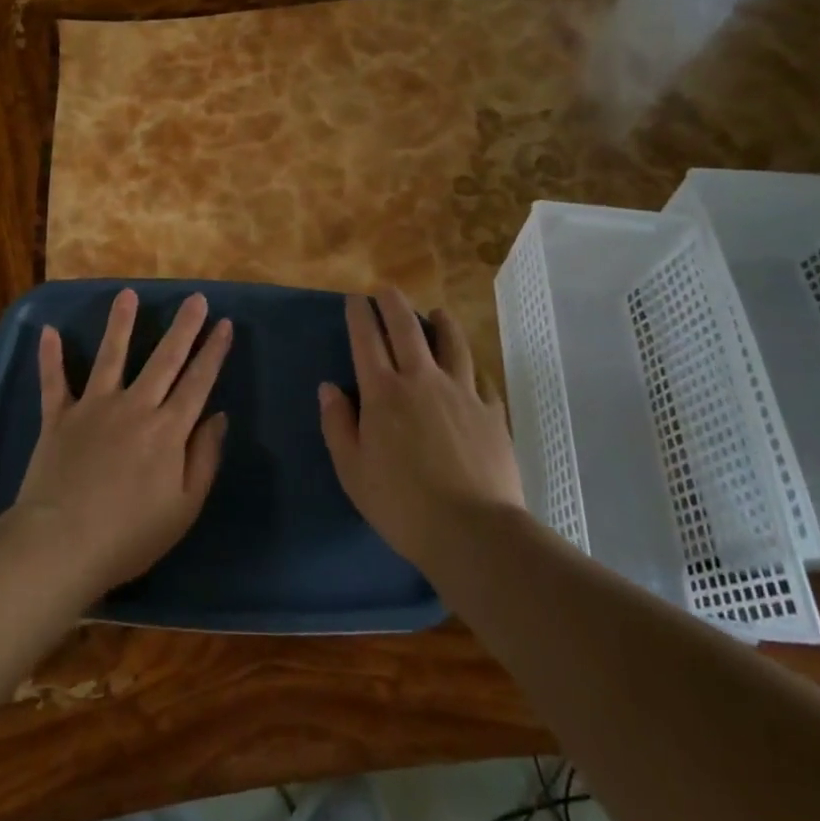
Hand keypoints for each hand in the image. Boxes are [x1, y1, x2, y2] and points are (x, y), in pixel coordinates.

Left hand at [13, 289, 231, 596]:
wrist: (62, 544)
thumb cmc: (130, 535)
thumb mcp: (184, 507)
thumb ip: (204, 458)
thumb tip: (218, 416)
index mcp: (168, 430)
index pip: (198, 382)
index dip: (214, 352)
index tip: (225, 324)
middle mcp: (134, 407)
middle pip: (164, 359)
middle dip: (183, 327)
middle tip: (195, 298)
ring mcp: (94, 407)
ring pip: (111, 356)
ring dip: (120, 324)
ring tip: (127, 294)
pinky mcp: (59, 417)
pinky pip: (54, 382)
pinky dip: (50, 357)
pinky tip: (48, 331)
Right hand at [319, 288, 525, 574]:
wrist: (472, 530)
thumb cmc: (401, 504)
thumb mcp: (352, 470)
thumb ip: (337, 424)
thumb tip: (329, 388)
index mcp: (383, 393)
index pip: (366, 340)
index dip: (359, 315)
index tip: (355, 298)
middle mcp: (422, 380)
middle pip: (407, 329)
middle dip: (394, 304)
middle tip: (387, 290)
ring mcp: (461, 392)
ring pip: (451, 343)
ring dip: (441, 322)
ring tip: (437, 312)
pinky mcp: (491, 411)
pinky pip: (481, 377)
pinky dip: (472, 365)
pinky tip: (471, 366)